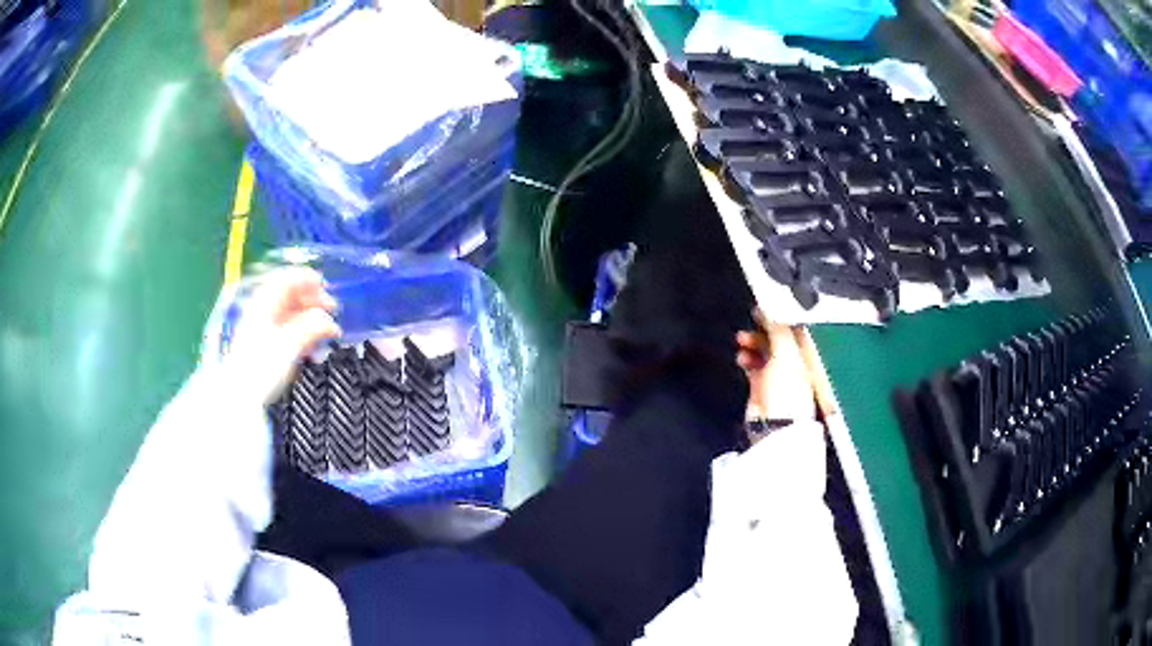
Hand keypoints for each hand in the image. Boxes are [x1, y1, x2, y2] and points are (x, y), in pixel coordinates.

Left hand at [223, 267, 341, 404]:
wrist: (241, 395)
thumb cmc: (261, 367)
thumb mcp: (290, 344)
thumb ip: (311, 328)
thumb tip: (329, 322)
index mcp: (264, 304)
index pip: (286, 280)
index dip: (306, 279)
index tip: (324, 284)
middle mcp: (263, 313)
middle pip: (290, 296)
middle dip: (313, 300)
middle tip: (332, 309)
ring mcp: (264, 330)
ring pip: (292, 315)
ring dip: (311, 320)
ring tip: (327, 331)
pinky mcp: (267, 347)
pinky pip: (289, 332)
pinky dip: (304, 334)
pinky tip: (314, 347)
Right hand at [736, 310, 815, 422]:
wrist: (775, 424)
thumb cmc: (788, 393)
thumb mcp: (785, 352)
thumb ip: (777, 329)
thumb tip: (769, 309)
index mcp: (805, 355)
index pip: (793, 329)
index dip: (779, 317)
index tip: (765, 306)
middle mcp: (793, 364)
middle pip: (777, 339)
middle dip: (763, 329)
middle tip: (751, 320)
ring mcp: (777, 376)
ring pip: (763, 352)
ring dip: (752, 343)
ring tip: (741, 340)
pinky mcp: (761, 388)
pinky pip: (753, 367)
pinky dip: (746, 360)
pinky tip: (741, 357)